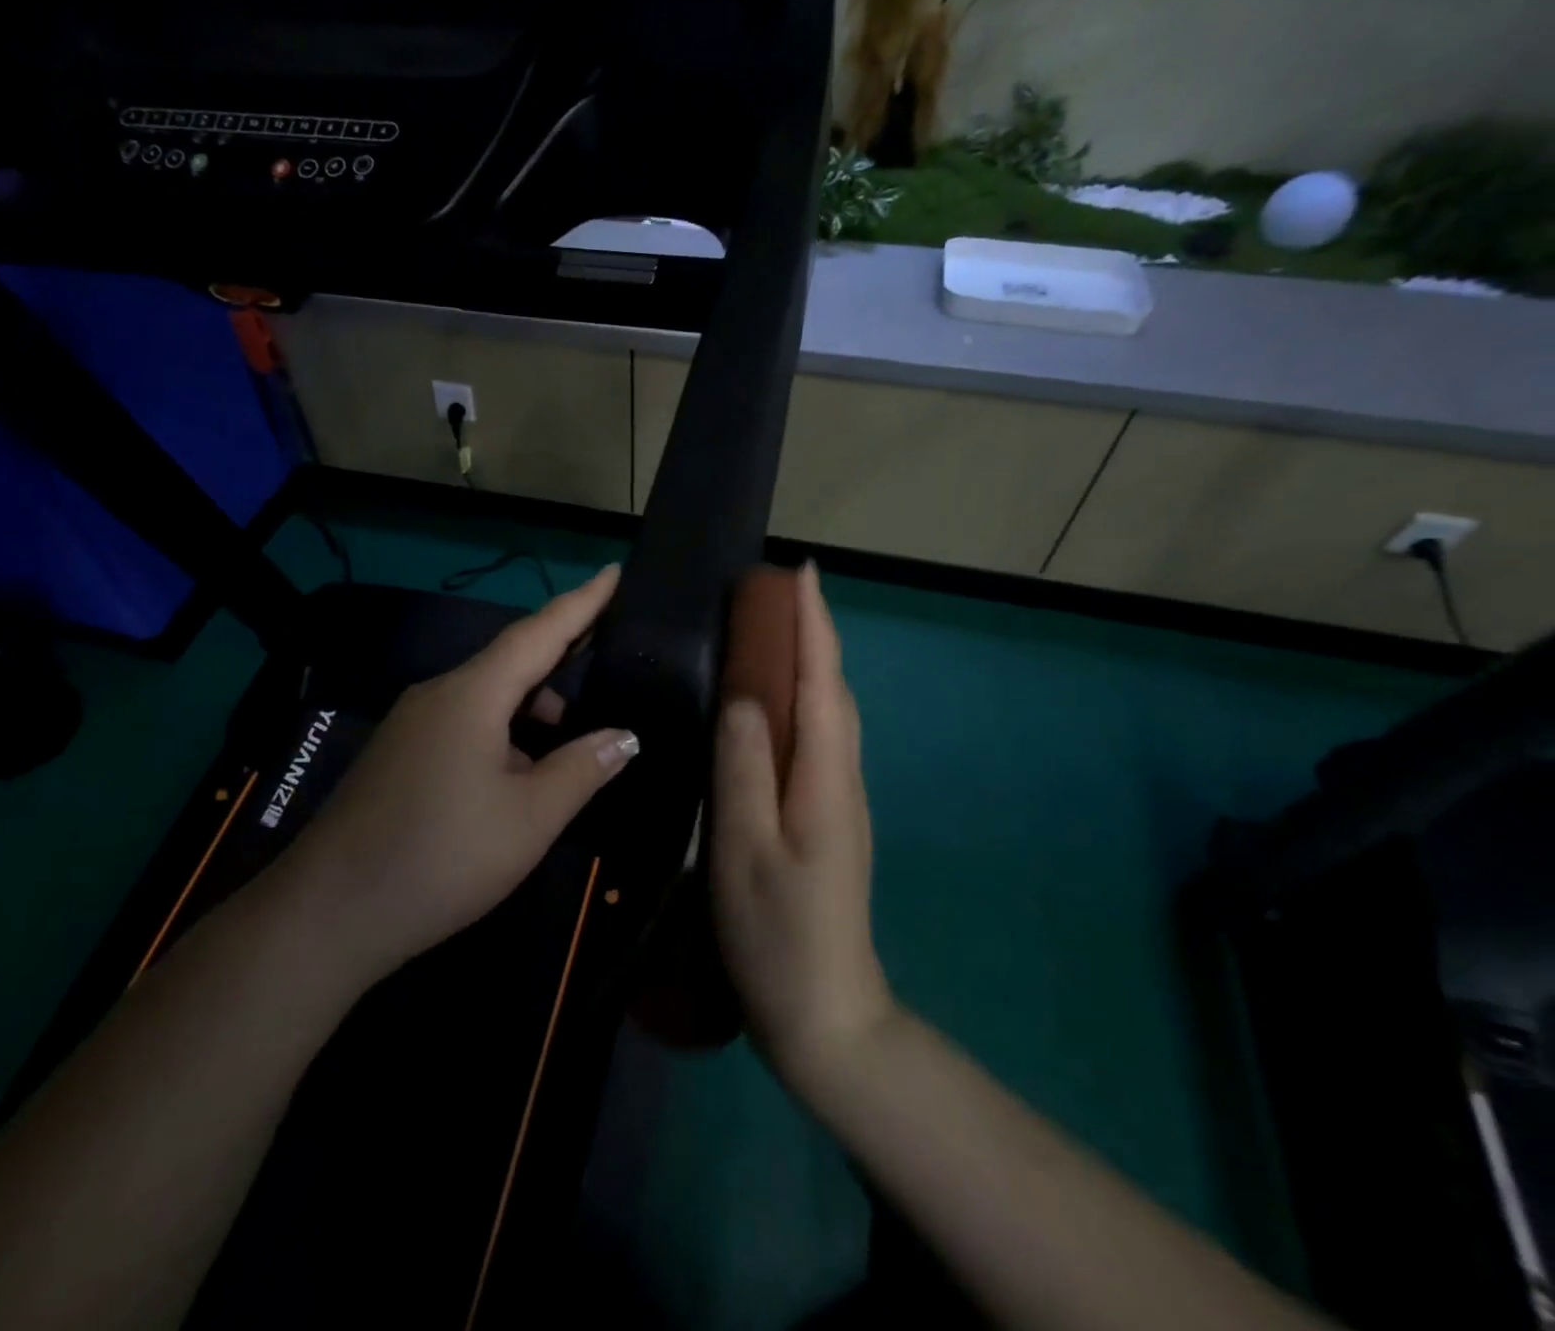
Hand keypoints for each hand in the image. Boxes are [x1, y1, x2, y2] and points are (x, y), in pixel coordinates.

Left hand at [281, 565, 638, 982]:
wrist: (329, 913)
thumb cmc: (442, 857)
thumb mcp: (529, 818)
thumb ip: (582, 769)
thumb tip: (625, 736)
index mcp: (473, 694)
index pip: (538, 632)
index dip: (582, 603)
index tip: (614, 572)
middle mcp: (439, 694)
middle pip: (511, 661)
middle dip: (561, 659)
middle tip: (608, 661)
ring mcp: (412, 724)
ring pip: (486, 697)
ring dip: (532, 707)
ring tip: (572, 741)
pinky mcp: (400, 753)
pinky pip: (463, 722)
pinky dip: (503, 731)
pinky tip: (519, 773)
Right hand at [712, 563, 893, 1095]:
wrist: (826, 1014)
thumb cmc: (777, 934)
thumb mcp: (745, 850)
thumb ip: (743, 769)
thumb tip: (743, 694)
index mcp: (825, 778)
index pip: (821, 682)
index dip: (813, 624)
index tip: (801, 571)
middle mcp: (841, 777)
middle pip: (832, 690)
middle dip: (811, 633)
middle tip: (770, 595)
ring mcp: (839, 800)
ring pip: (828, 714)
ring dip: (807, 664)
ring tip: (770, 634)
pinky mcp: (827, 817)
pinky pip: (817, 739)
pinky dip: (800, 702)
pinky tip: (771, 706)